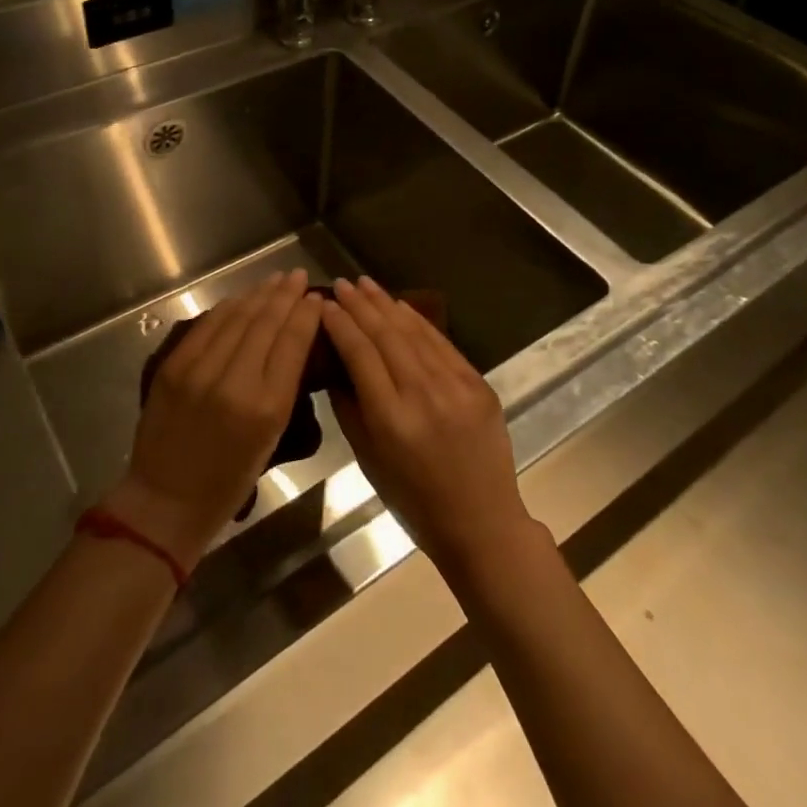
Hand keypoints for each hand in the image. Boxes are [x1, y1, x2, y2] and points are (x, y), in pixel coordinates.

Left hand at [103, 270, 321, 573]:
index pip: (292, 342)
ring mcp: (200, 370)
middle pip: (266, 322)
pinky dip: (229, 307)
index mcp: (267, 407)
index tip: (316, 296)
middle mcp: (235, 382)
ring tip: (275, 279)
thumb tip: (294, 339)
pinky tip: (242, 297)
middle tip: (298, 275)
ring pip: (237, 317)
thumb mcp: (272, 436)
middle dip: (285, 294)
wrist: (166, 500)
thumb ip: (283, 385)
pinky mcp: (174, 366)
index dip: (306, 313)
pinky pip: (208, 325)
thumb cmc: (229, 480)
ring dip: (259, 294)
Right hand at [321, 276, 546, 582]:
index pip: (360, 354)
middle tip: (341, 283)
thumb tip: (334, 367)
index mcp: (391, 419)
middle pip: (385, 335)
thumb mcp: (369, 461)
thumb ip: (349, 409)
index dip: (340, 325)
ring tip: (365, 284)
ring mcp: (455, 386)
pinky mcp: (478, 384)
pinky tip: (401, 306)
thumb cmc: (415, 501)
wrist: (482, 522)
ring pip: (414, 332)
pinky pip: (442, 343)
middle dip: (360, 305)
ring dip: (387, 304)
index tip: (324, 304)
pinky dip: (418, 321)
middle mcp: (423, 394)